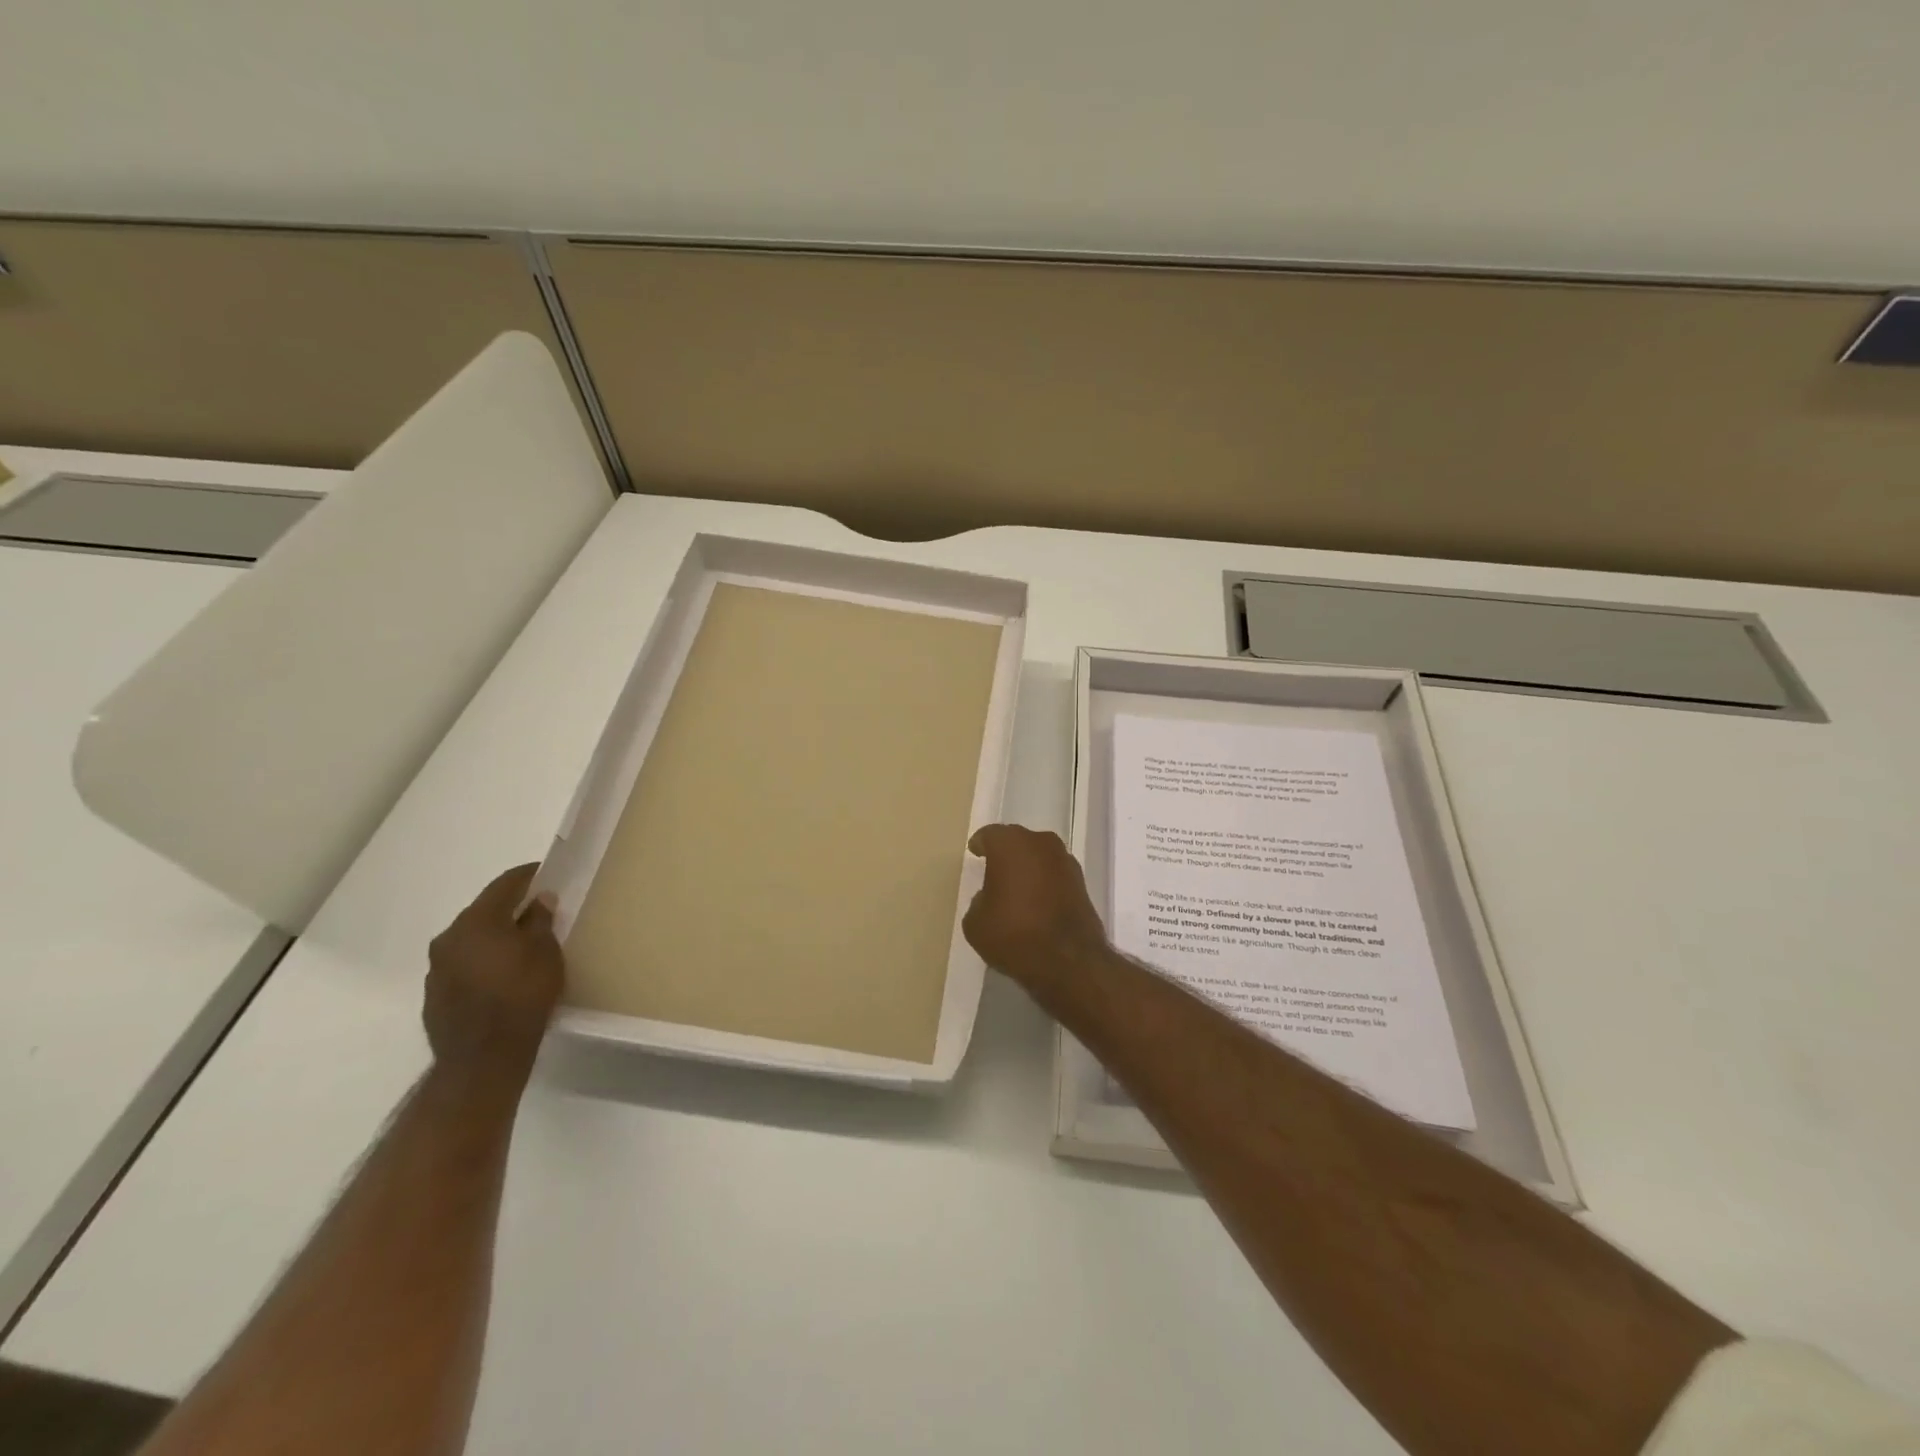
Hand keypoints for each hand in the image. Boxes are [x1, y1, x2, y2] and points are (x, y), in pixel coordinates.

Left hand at [424, 864, 565, 1096]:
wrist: (482, 1059)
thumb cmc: (522, 995)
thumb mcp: (545, 953)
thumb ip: (540, 921)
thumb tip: (539, 900)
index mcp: (476, 921)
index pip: (504, 884)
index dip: (529, 875)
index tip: (547, 873)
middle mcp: (449, 938)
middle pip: (484, 911)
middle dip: (511, 908)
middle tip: (539, 911)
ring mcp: (437, 968)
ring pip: (472, 940)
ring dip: (495, 937)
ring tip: (522, 946)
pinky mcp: (435, 995)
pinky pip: (464, 965)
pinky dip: (484, 962)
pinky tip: (503, 976)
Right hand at [962, 824, 1108, 991]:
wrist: (1069, 960)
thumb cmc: (1014, 934)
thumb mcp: (976, 924)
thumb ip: (978, 901)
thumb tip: (989, 897)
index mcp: (1010, 844)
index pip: (990, 835)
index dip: (980, 844)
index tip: (975, 851)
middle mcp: (1040, 843)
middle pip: (1017, 841)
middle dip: (1005, 852)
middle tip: (993, 868)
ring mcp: (1065, 861)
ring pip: (1039, 856)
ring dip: (1028, 866)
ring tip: (1015, 886)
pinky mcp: (1082, 882)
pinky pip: (1054, 874)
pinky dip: (1044, 882)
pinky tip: (1036, 900)